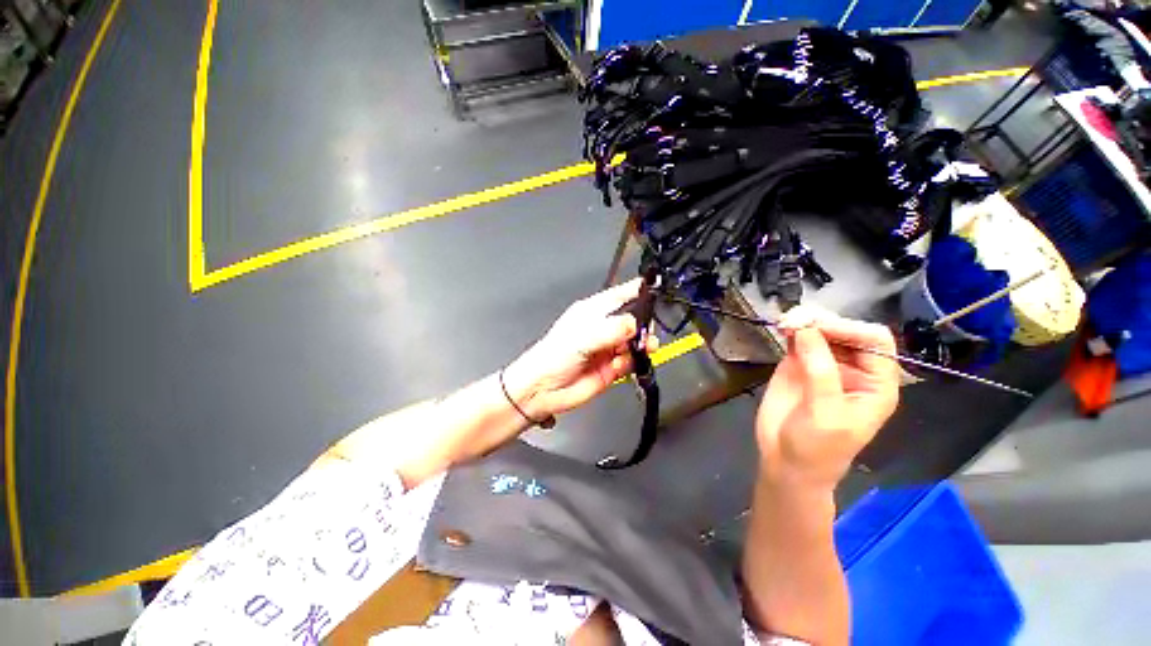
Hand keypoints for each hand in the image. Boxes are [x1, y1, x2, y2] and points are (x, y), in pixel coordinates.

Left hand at [503, 278, 658, 419]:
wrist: (544, 390)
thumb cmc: (554, 356)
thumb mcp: (583, 337)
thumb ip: (612, 329)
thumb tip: (636, 324)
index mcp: (593, 312)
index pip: (620, 295)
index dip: (637, 290)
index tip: (655, 288)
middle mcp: (603, 328)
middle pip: (634, 320)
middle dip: (643, 325)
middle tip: (646, 333)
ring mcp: (609, 348)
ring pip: (636, 341)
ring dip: (642, 345)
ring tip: (642, 349)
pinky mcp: (613, 367)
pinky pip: (631, 361)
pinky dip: (631, 362)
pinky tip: (620, 365)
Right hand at [756, 306, 898, 487]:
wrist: (786, 462)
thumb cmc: (818, 447)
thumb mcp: (826, 412)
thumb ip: (819, 370)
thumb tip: (805, 329)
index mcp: (875, 383)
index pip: (874, 341)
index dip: (849, 328)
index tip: (816, 328)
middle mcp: (852, 369)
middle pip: (845, 331)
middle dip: (822, 322)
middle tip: (793, 321)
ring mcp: (822, 365)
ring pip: (820, 331)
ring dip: (804, 321)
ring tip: (785, 322)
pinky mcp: (797, 365)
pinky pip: (798, 339)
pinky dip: (790, 330)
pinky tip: (781, 328)